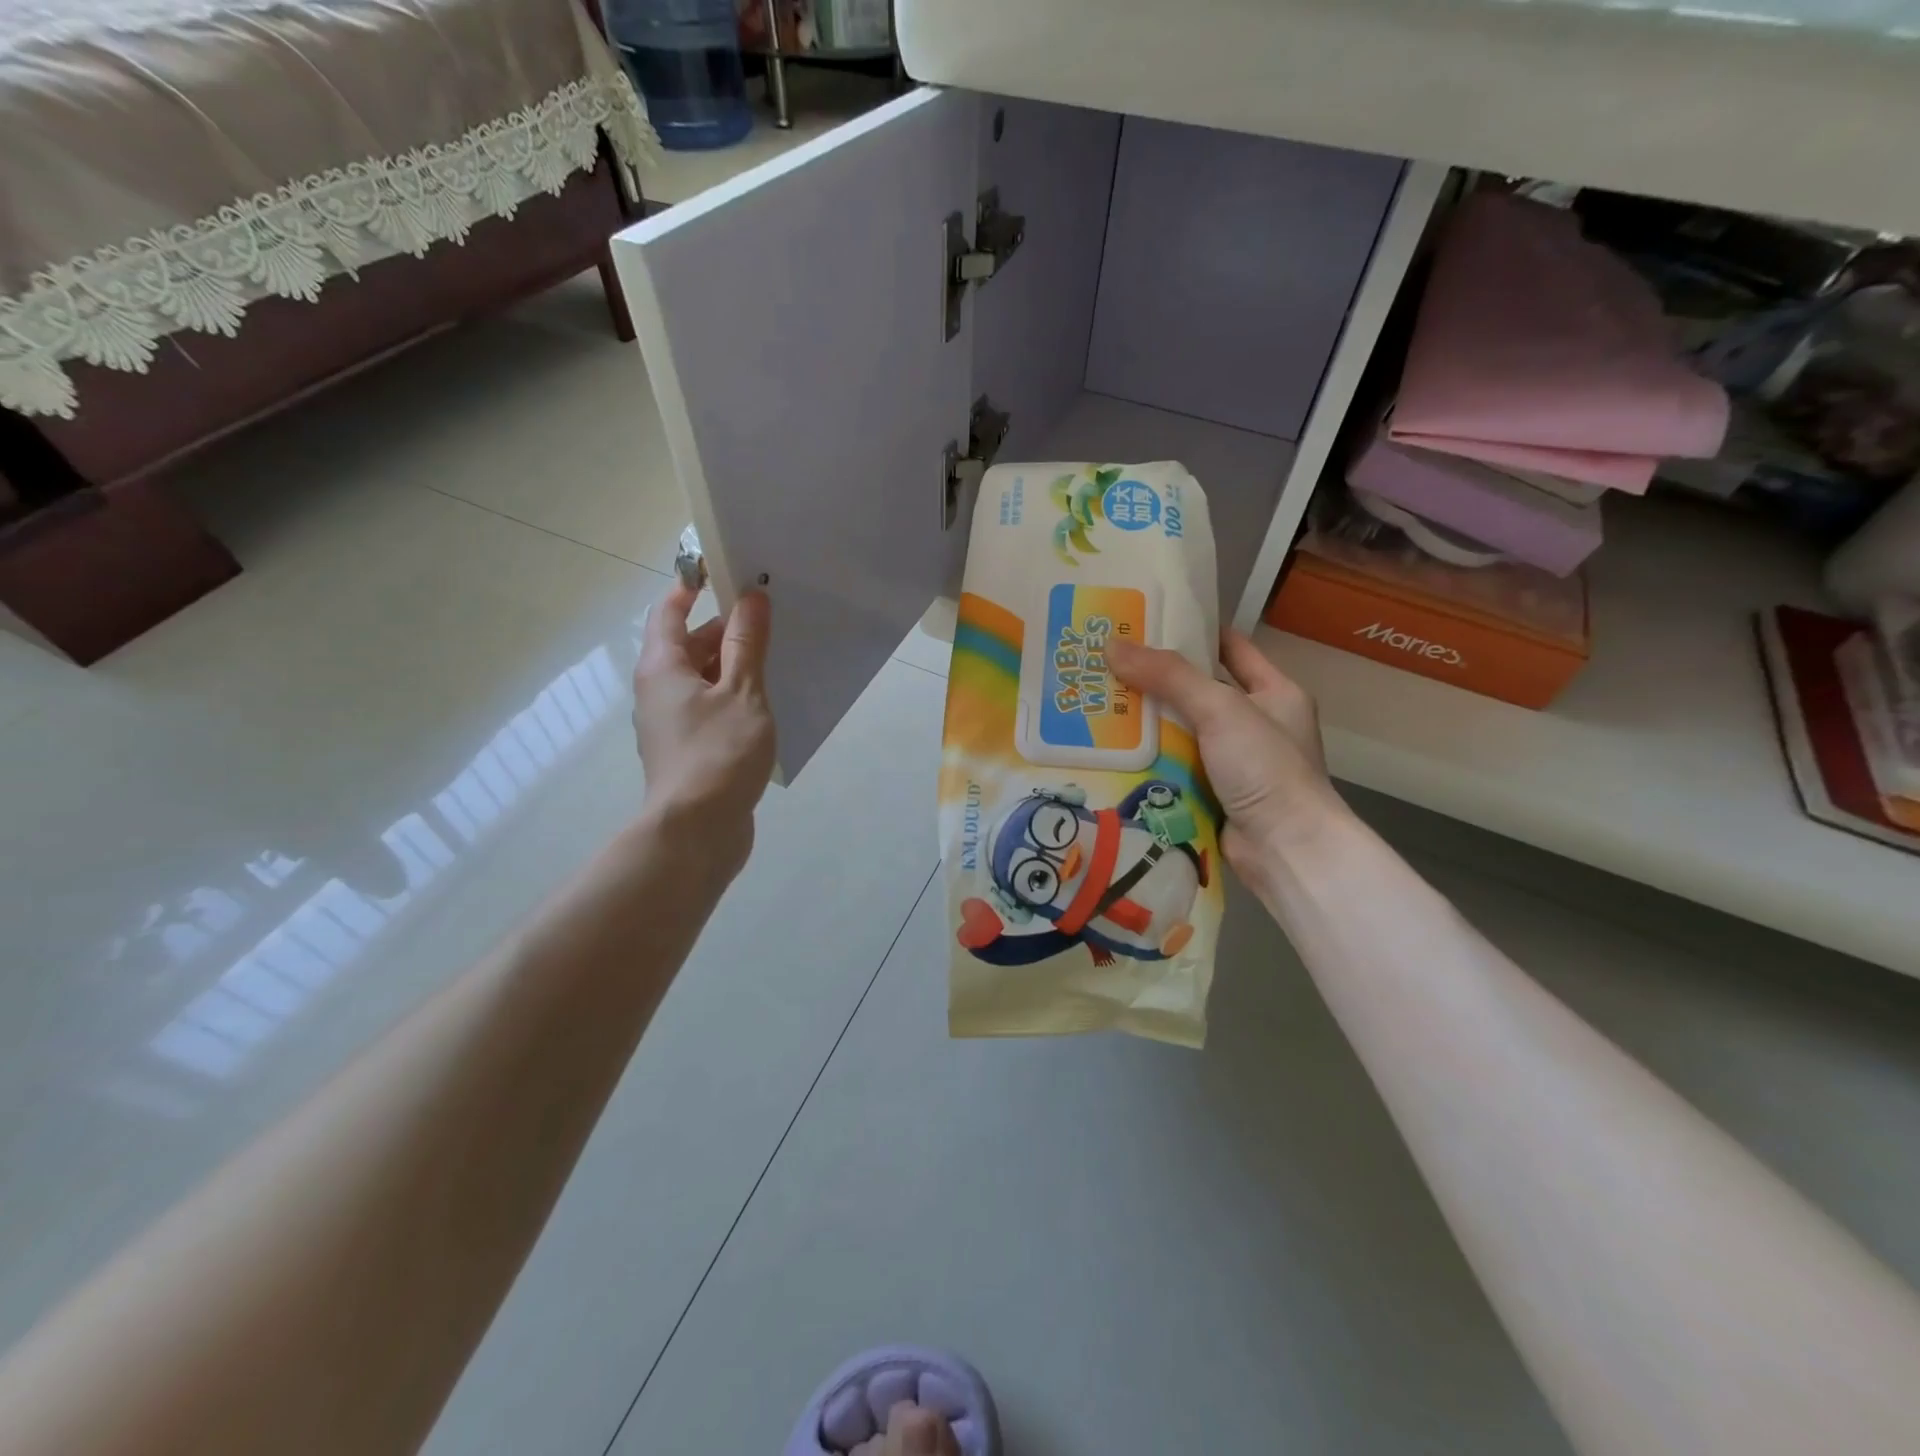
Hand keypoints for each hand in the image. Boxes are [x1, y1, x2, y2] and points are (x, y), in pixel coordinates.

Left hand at [631, 584, 775, 873]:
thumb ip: (747, 643)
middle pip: (688, 644)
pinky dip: (732, 697)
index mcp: (662, 666)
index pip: (669, 609)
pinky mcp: (686, 749)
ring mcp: (670, 722)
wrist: (696, 832)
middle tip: (770, 619)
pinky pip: (709, 707)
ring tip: (776, 660)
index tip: (729, 571)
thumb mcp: (742, 691)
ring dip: (732, 666)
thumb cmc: (719, 753)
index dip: (693, 585)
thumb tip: (751, 597)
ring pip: (702, 678)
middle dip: (726, 629)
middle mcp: (658, 689)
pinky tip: (766, 706)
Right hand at [1108, 629, 1347, 884]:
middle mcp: (1256, 724)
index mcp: (1274, 692)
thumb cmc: (1265, 767)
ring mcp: (1234, 763)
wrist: (1286, 849)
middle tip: (1107, 667)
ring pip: (1181, 732)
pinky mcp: (1213, 794)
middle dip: (1155, 682)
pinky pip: (1175, 768)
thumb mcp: (1221, 709)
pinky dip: (1150, 760)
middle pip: (1197, 692)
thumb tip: (1113, 645)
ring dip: (1147, 724)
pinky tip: (1112, 751)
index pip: (1231, 648)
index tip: (1146, 624)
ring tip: (1097, 705)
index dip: (1193, 633)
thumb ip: (1169, 676)